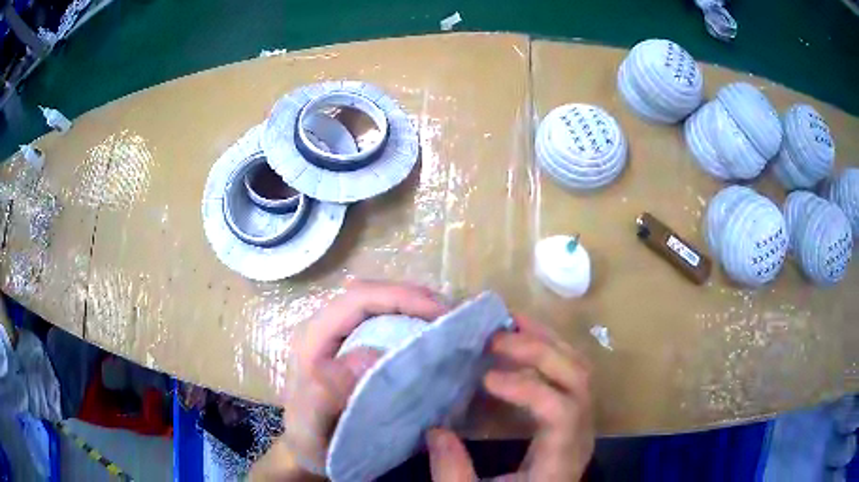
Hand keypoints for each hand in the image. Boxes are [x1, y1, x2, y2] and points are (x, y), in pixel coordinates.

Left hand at [280, 280, 447, 475]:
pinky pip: (384, 322)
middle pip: (371, 294)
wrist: (308, 449)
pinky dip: (410, 323)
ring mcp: (339, 336)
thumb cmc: (310, 438)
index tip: (440, 313)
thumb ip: (328, 391)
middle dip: (413, 298)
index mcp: (313, 337)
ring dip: (414, 308)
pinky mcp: (351, 347)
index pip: (358, 299)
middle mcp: (326, 328)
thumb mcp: (313, 422)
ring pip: (379, 305)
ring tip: (446, 323)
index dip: (400, 297)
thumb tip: (371, 355)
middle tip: (450, 317)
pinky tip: (429, 338)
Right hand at [427, 316, 593, 481]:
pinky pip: (573, 372)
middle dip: (539, 352)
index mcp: (561, 459)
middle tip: (495, 338)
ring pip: (580, 369)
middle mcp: (581, 434)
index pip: (562, 412)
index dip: (529, 388)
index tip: (487, 378)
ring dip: (548, 341)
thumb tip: (435, 430)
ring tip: (512, 323)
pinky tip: (527, 340)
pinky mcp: (576, 414)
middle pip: (577, 380)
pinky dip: (551, 349)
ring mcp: (583, 421)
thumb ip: (452, 471)